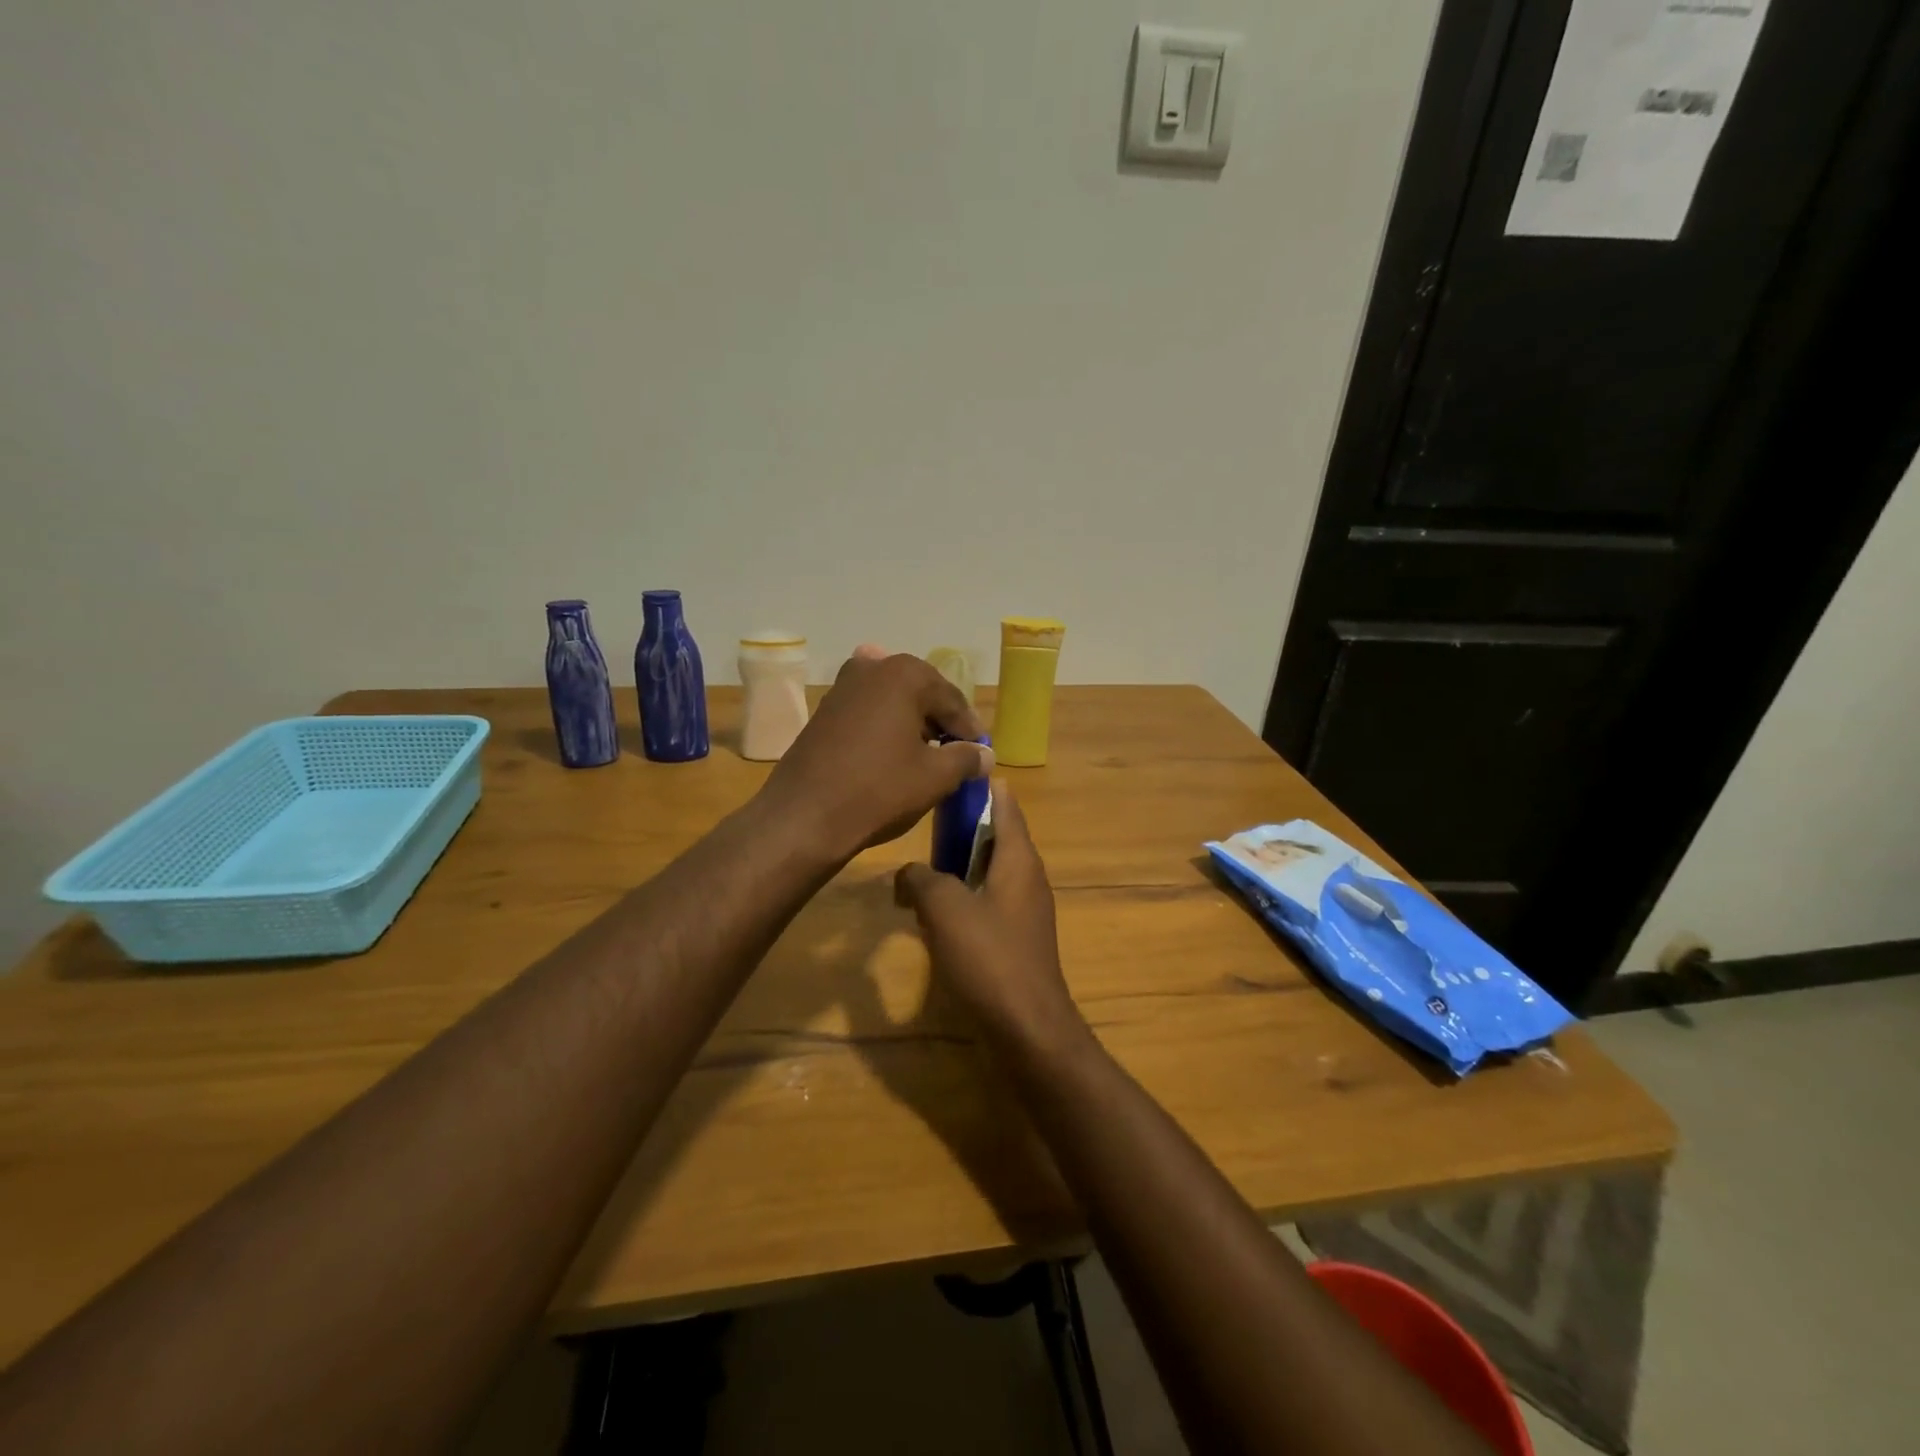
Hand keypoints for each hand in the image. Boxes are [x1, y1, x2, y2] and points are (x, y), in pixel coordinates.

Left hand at [758, 651, 989, 862]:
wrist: (804, 816)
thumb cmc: (879, 790)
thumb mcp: (935, 777)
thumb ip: (967, 758)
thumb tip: (985, 755)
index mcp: (905, 674)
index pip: (952, 700)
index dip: (970, 729)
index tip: (982, 753)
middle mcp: (873, 668)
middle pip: (922, 693)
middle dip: (940, 721)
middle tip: (956, 753)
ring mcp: (842, 687)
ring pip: (893, 701)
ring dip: (912, 723)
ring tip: (926, 755)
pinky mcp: (824, 711)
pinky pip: (868, 713)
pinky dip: (885, 728)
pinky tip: (891, 754)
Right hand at [894, 782, 1084, 1049]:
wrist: (1027, 1026)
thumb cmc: (989, 957)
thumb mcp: (945, 908)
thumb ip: (922, 879)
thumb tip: (909, 873)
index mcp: (1018, 858)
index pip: (1005, 805)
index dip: (982, 787)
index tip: (953, 773)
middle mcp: (1027, 876)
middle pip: (995, 836)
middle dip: (961, 827)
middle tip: (923, 822)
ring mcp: (1024, 909)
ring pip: (989, 870)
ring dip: (958, 865)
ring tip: (920, 866)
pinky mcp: (1016, 938)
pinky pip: (988, 901)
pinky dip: (963, 896)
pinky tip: (934, 912)